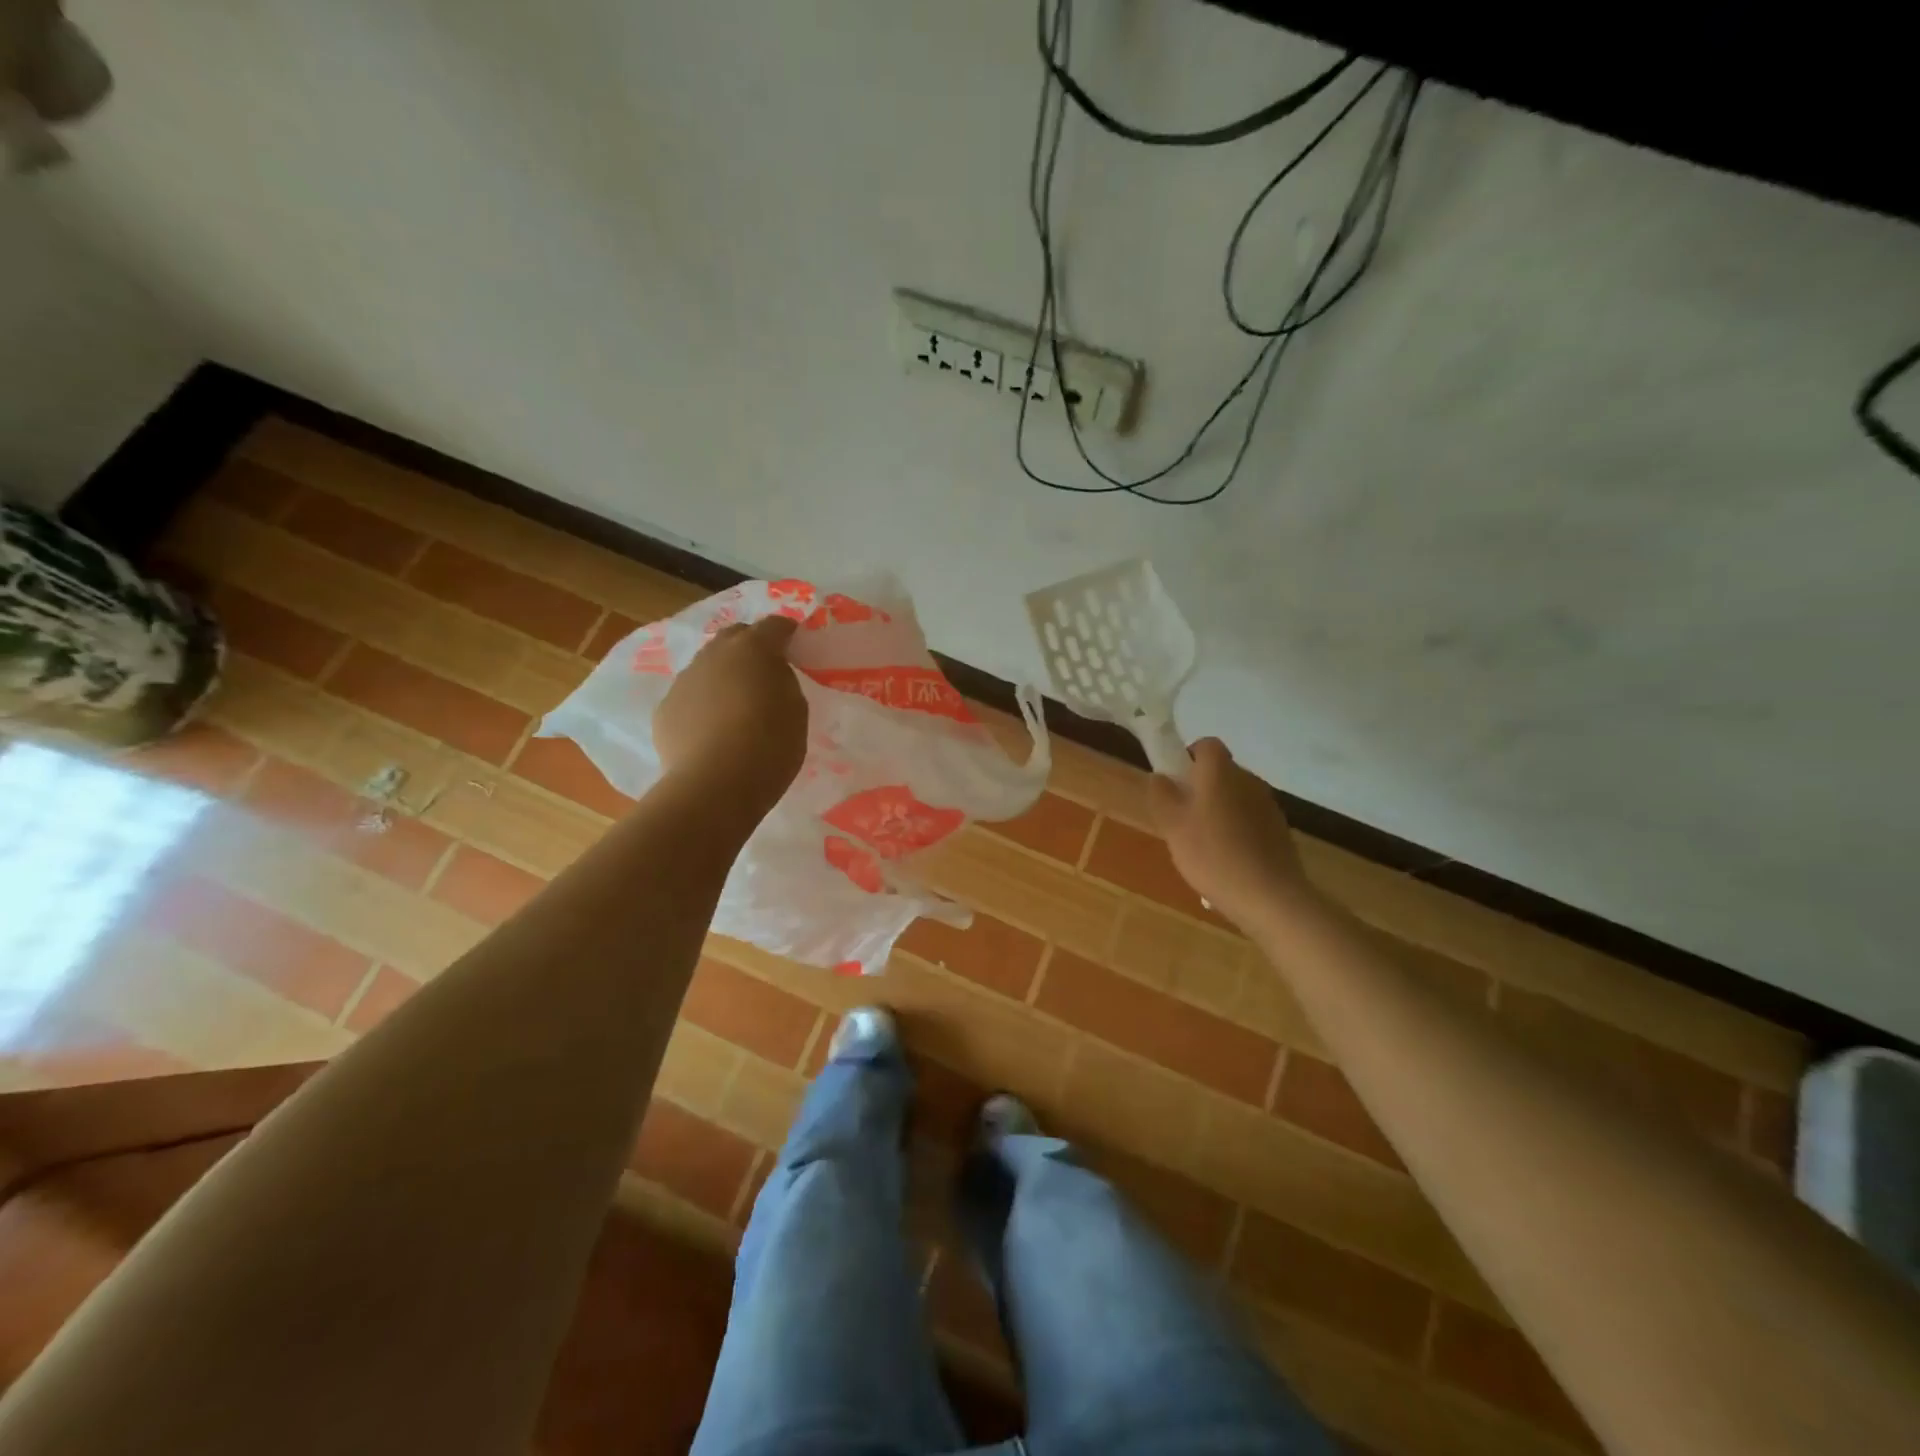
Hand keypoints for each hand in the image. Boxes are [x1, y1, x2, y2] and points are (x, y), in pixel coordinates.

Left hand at [653, 617, 807, 814]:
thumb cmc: (769, 746)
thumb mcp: (796, 710)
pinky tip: (711, 731)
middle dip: (750, 647)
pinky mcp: (665, 709)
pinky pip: (689, 697)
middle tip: (764, 671)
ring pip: (707, 666)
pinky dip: (702, 705)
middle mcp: (714, 654)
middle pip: (734, 637)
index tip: (795, 645)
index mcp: (753, 649)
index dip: (786, 633)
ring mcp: (684, 680)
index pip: (774, 626)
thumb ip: (784, 682)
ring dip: (723, 676)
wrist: (714, 786)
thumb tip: (770, 675)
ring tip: (735, 705)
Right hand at [1148, 737, 1312, 926]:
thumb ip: (1162, 796)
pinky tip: (1228, 860)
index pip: (1207, 745)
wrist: (1269, 896)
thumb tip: (1160, 776)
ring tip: (1205, 845)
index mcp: (1221, 773)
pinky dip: (1238, 830)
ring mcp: (1268, 805)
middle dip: (1202, 788)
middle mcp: (1248, 780)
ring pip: (1236, 797)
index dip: (1189, 756)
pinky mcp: (1280, 830)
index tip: (1176, 782)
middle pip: (1222, 772)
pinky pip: (1251, 820)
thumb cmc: (1212, 855)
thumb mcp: (1173, 826)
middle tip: (1183, 818)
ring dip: (1220, 810)